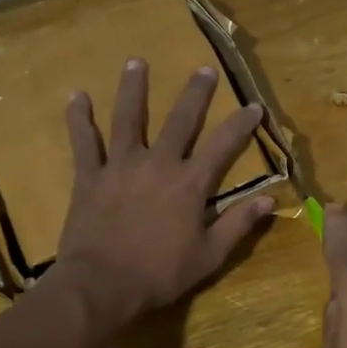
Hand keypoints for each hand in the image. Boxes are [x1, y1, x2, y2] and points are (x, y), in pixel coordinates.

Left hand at [53, 60, 273, 323]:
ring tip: (136, 61)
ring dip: (133, 89)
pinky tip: (77, 96)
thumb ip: (238, 224)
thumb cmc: (160, 274)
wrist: (102, 286)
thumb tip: (269, 199)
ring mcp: (120, 166)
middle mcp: (158, 164)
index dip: (241, 124)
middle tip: (204, 69)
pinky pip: (84, 142)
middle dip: (195, 93)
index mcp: (190, 184)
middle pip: (180, 120)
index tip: (254, 106)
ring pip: (128, 119)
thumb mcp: (210, 256)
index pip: (223, 145)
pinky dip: (79, 119)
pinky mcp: (90, 177)